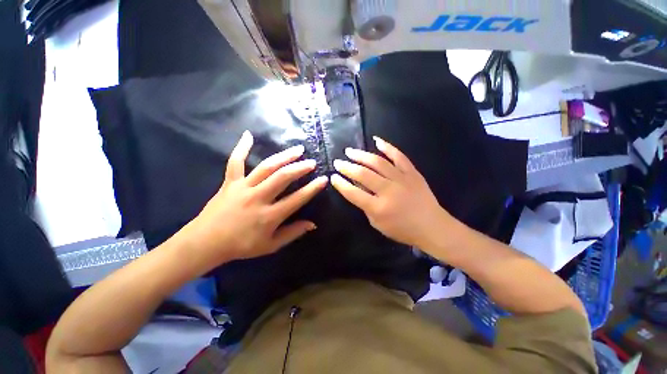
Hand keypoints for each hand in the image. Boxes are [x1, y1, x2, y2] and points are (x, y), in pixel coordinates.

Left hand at [180, 131, 327, 267]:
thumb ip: (293, 233)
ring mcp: (243, 187)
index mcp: (269, 216)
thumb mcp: (270, 245)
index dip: (312, 188)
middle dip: (300, 168)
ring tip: (297, 149)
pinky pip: (235, 162)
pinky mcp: (230, 182)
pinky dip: (241, 147)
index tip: (323, 179)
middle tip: (312, 162)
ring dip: (284, 157)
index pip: (297, 199)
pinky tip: (248, 134)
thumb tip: (313, 224)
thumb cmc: (241, 246)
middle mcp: (258, 198)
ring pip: (266, 167)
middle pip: (283, 177)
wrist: (205, 243)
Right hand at [330, 136, 451, 248]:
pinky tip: (377, 140)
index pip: (353, 193)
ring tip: (350, 151)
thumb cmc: (402, 229)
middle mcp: (388, 191)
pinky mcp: (412, 173)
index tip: (333, 177)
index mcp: (378, 207)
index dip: (341, 184)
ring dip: (361, 155)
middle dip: (347, 167)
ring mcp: (402, 179)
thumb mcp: (377, 223)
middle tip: (338, 162)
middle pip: (363, 174)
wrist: (432, 227)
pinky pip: (399, 156)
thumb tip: (356, 188)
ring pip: (377, 162)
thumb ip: (365, 206)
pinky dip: (387, 147)